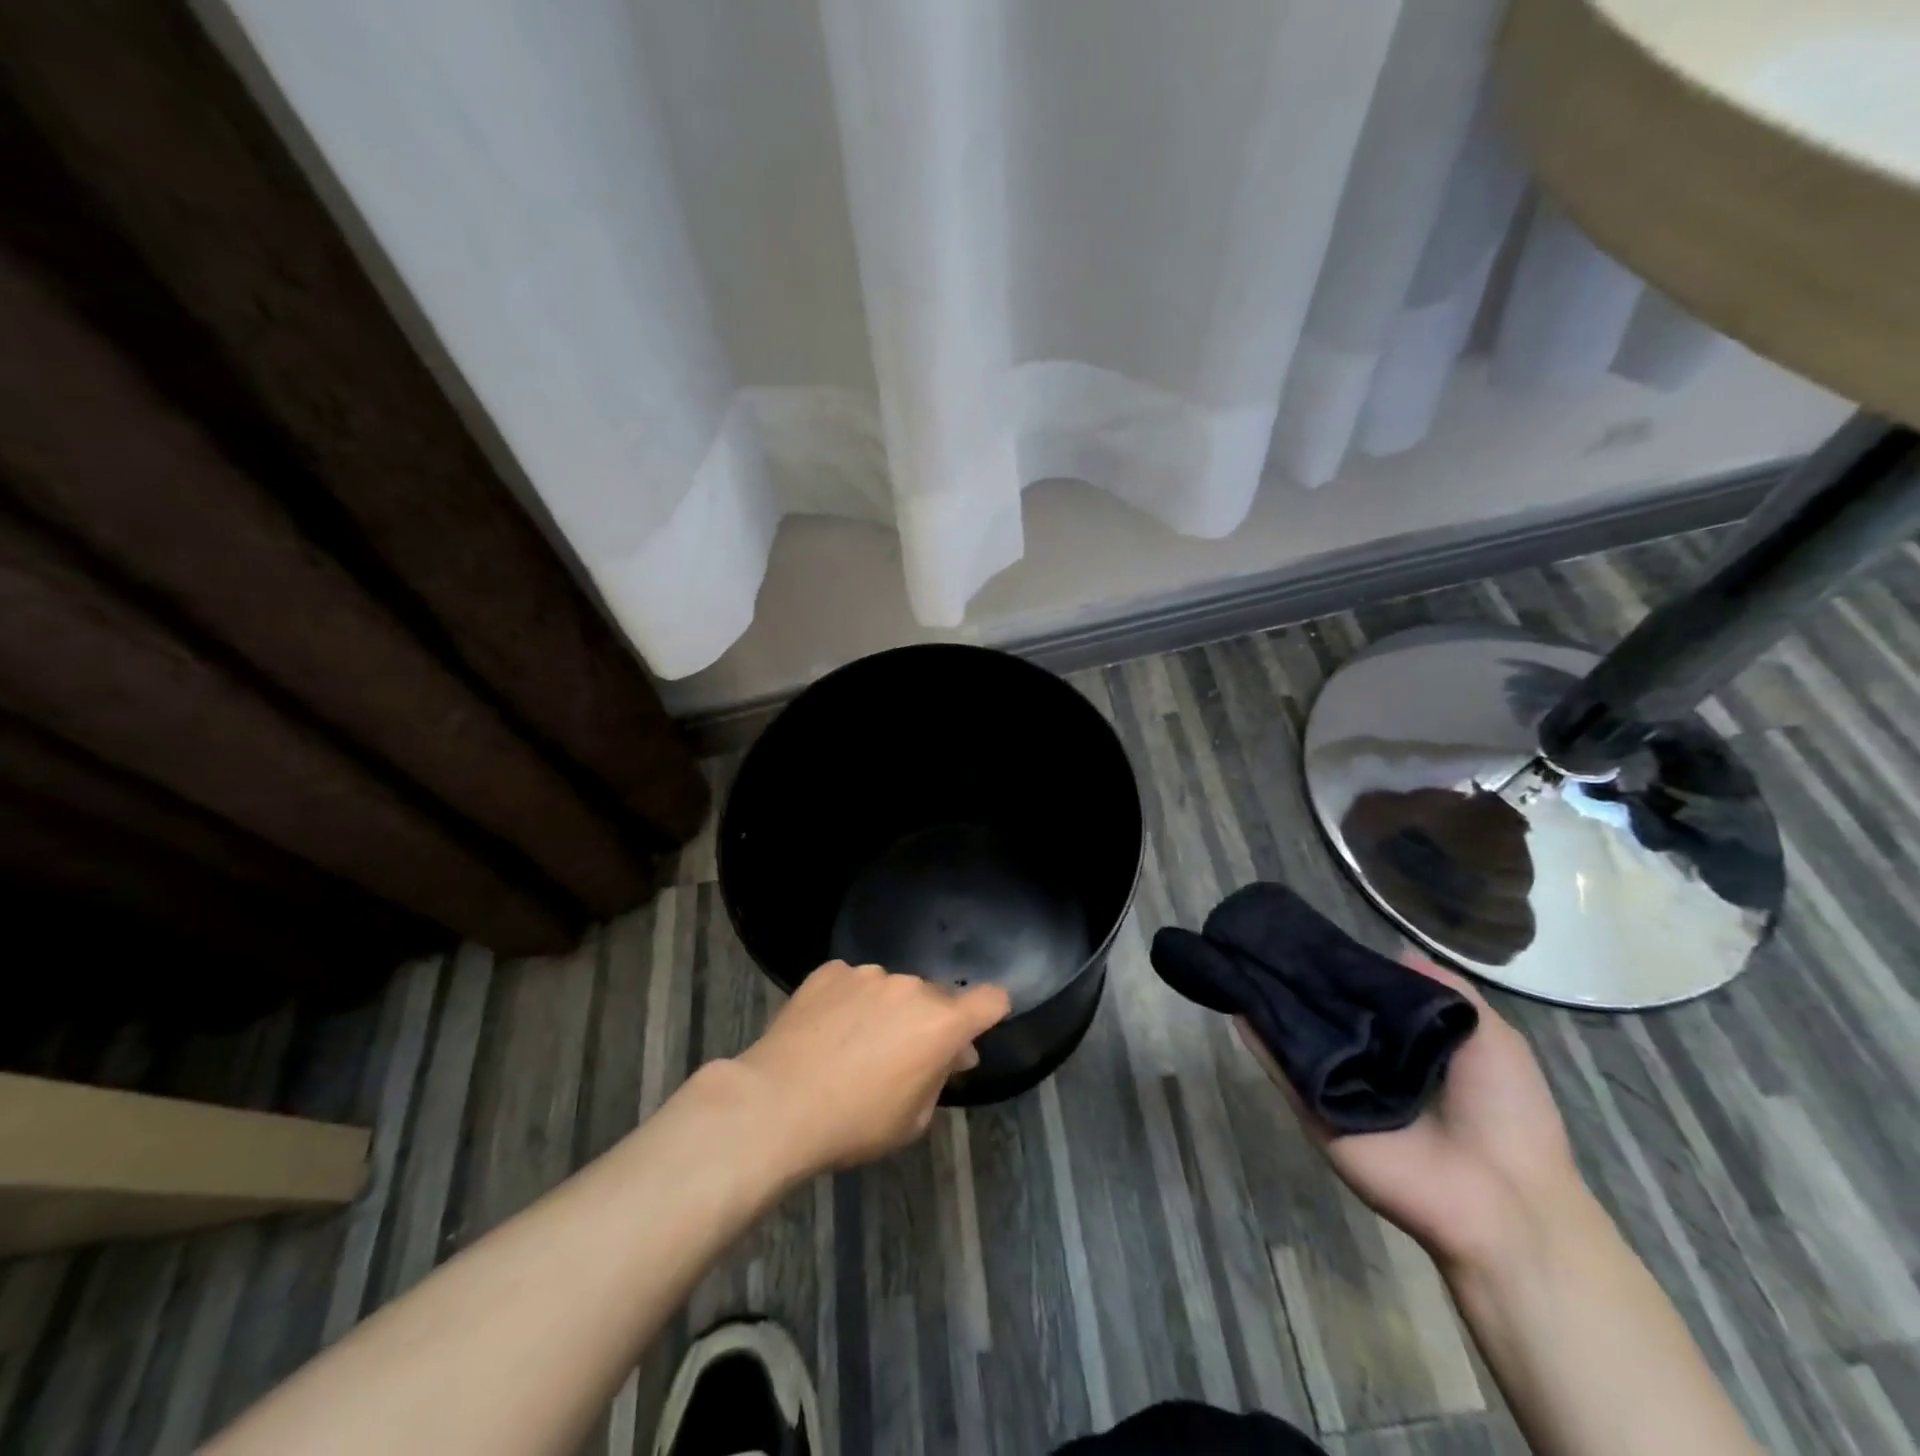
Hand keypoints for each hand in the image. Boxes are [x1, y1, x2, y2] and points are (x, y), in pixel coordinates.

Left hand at [734, 961, 1010, 1173]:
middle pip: (936, 998)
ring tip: (853, 1045)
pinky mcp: (829, 972)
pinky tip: (826, 1030)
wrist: (777, 1104)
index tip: (972, 1033)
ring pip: (891, 989)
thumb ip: (938, 1079)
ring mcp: (868, 975)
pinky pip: (852, 983)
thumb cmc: (854, 1123)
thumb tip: (950, 1055)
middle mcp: (911, 988)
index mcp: (941, 1024)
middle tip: (902, 1057)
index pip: (991, 999)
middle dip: (929, 1022)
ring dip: (886, 1010)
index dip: (990, 1013)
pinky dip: (848, 1001)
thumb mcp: (912, 1121)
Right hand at [1239, 951, 1584, 1272]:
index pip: (1363, 998)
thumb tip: (1394, 950)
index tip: (1311, 936)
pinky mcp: (1314, 1113)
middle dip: (1299, 981)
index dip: (1341, 968)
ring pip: (1297, 1038)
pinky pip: (1283, 1072)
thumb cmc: (1506, 1113)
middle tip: (1267, 940)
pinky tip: (1236, 1003)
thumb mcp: (1493, 1038)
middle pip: (1325, 1014)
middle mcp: (1367, 1064)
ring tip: (1240, 959)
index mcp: (1408, 1047)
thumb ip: (1445, 991)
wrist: (1501, 1200)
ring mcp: (1337, 1089)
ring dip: (1271, 1004)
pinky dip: (1258, 1040)